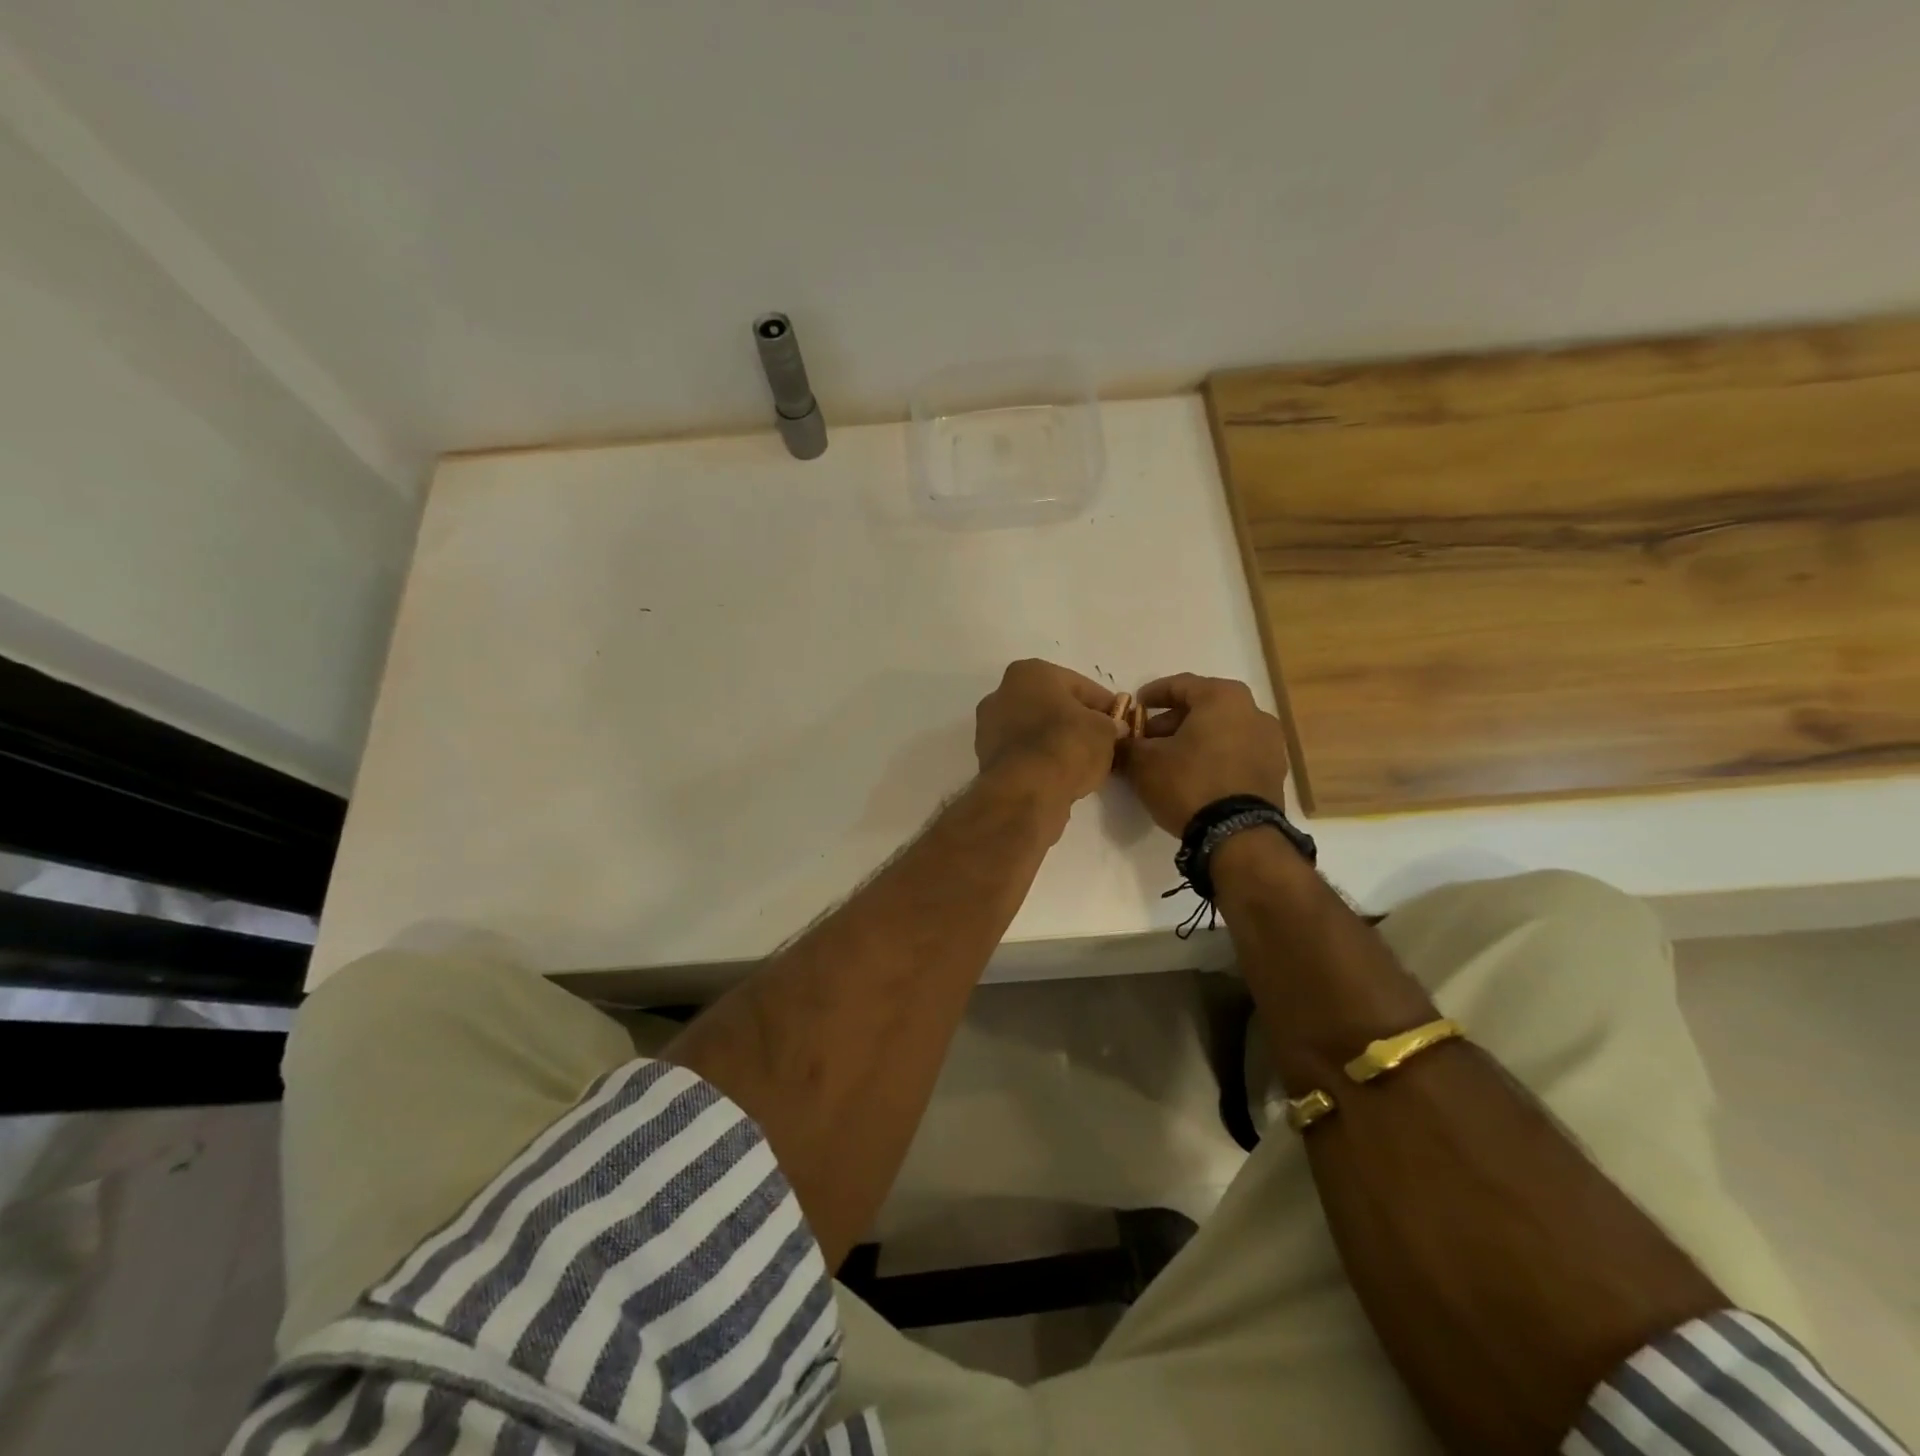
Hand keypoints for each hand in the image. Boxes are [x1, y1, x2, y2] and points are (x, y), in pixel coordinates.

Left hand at [975, 659, 1126, 804]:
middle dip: (1077, 722)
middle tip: (1103, 743)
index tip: (1121, 723)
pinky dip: (1041, 762)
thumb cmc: (1066, 746)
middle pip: (1052, 706)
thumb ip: (1111, 725)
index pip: (1080, 685)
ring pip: (1036, 731)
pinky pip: (1024, 755)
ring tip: (1084, 764)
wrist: (1024, 792)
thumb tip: (1113, 729)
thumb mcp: (1104, 731)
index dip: (1105, 705)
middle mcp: (1002, 693)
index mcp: (1030, 673)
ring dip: (1058, 743)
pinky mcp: (987, 759)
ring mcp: (990, 727)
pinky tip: (1061, 776)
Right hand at [1121, 673, 1291, 834]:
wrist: (1238, 836)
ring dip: (1193, 741)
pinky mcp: (1274, 772)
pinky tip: (1193, 776)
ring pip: (1221, 731)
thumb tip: (1119, 740)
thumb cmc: (1189, 783)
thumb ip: (1128, 745)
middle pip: (1203, 708)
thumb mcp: (1144, 762)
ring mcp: (1270, 743)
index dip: (1152, 695)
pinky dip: (1213, 758)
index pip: (1180, 685)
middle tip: (1146, 740)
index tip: (1134, 707)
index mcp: (1223, 697)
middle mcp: (1253, 711)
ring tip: (1168, 761)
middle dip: (1171, 722)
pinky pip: (1236, 754)